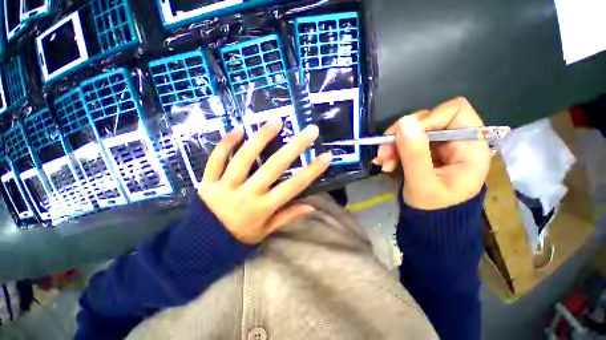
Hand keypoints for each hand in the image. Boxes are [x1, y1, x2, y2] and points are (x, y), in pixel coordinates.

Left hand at [198, 118, 331, 243]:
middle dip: (294, 147)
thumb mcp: (266, 231)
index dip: (311, 171)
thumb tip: (312, 207)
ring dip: (262, 137)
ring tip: (277, 121)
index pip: (293, 187)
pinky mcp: (208, 181)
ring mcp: (225, 186)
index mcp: (263, 208)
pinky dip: (226, 143)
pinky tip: (239, 129)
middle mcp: (247, 194)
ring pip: (245, 157)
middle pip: (273, 167)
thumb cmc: (239, 237)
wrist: (201, 245)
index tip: (326, 156)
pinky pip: (216, 159)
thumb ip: (288, 217)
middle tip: (309, 131)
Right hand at [373, 97, 489, 209]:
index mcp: (471, 148)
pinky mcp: (427, 151)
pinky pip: (407, 141)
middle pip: (429, 119)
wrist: (430, 223)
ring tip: (382, 161)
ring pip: (413, 130)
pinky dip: (393, 149)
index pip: (455, 111)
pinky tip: (385, 163)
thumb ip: (414, 153)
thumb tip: (403, 121)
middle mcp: (458, 141)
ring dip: (393, 144)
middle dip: (402, 135)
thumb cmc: (433, 209)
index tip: (404, 136)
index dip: (428, 118)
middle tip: (384, 153)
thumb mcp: (422, 183)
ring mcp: (441, 146)